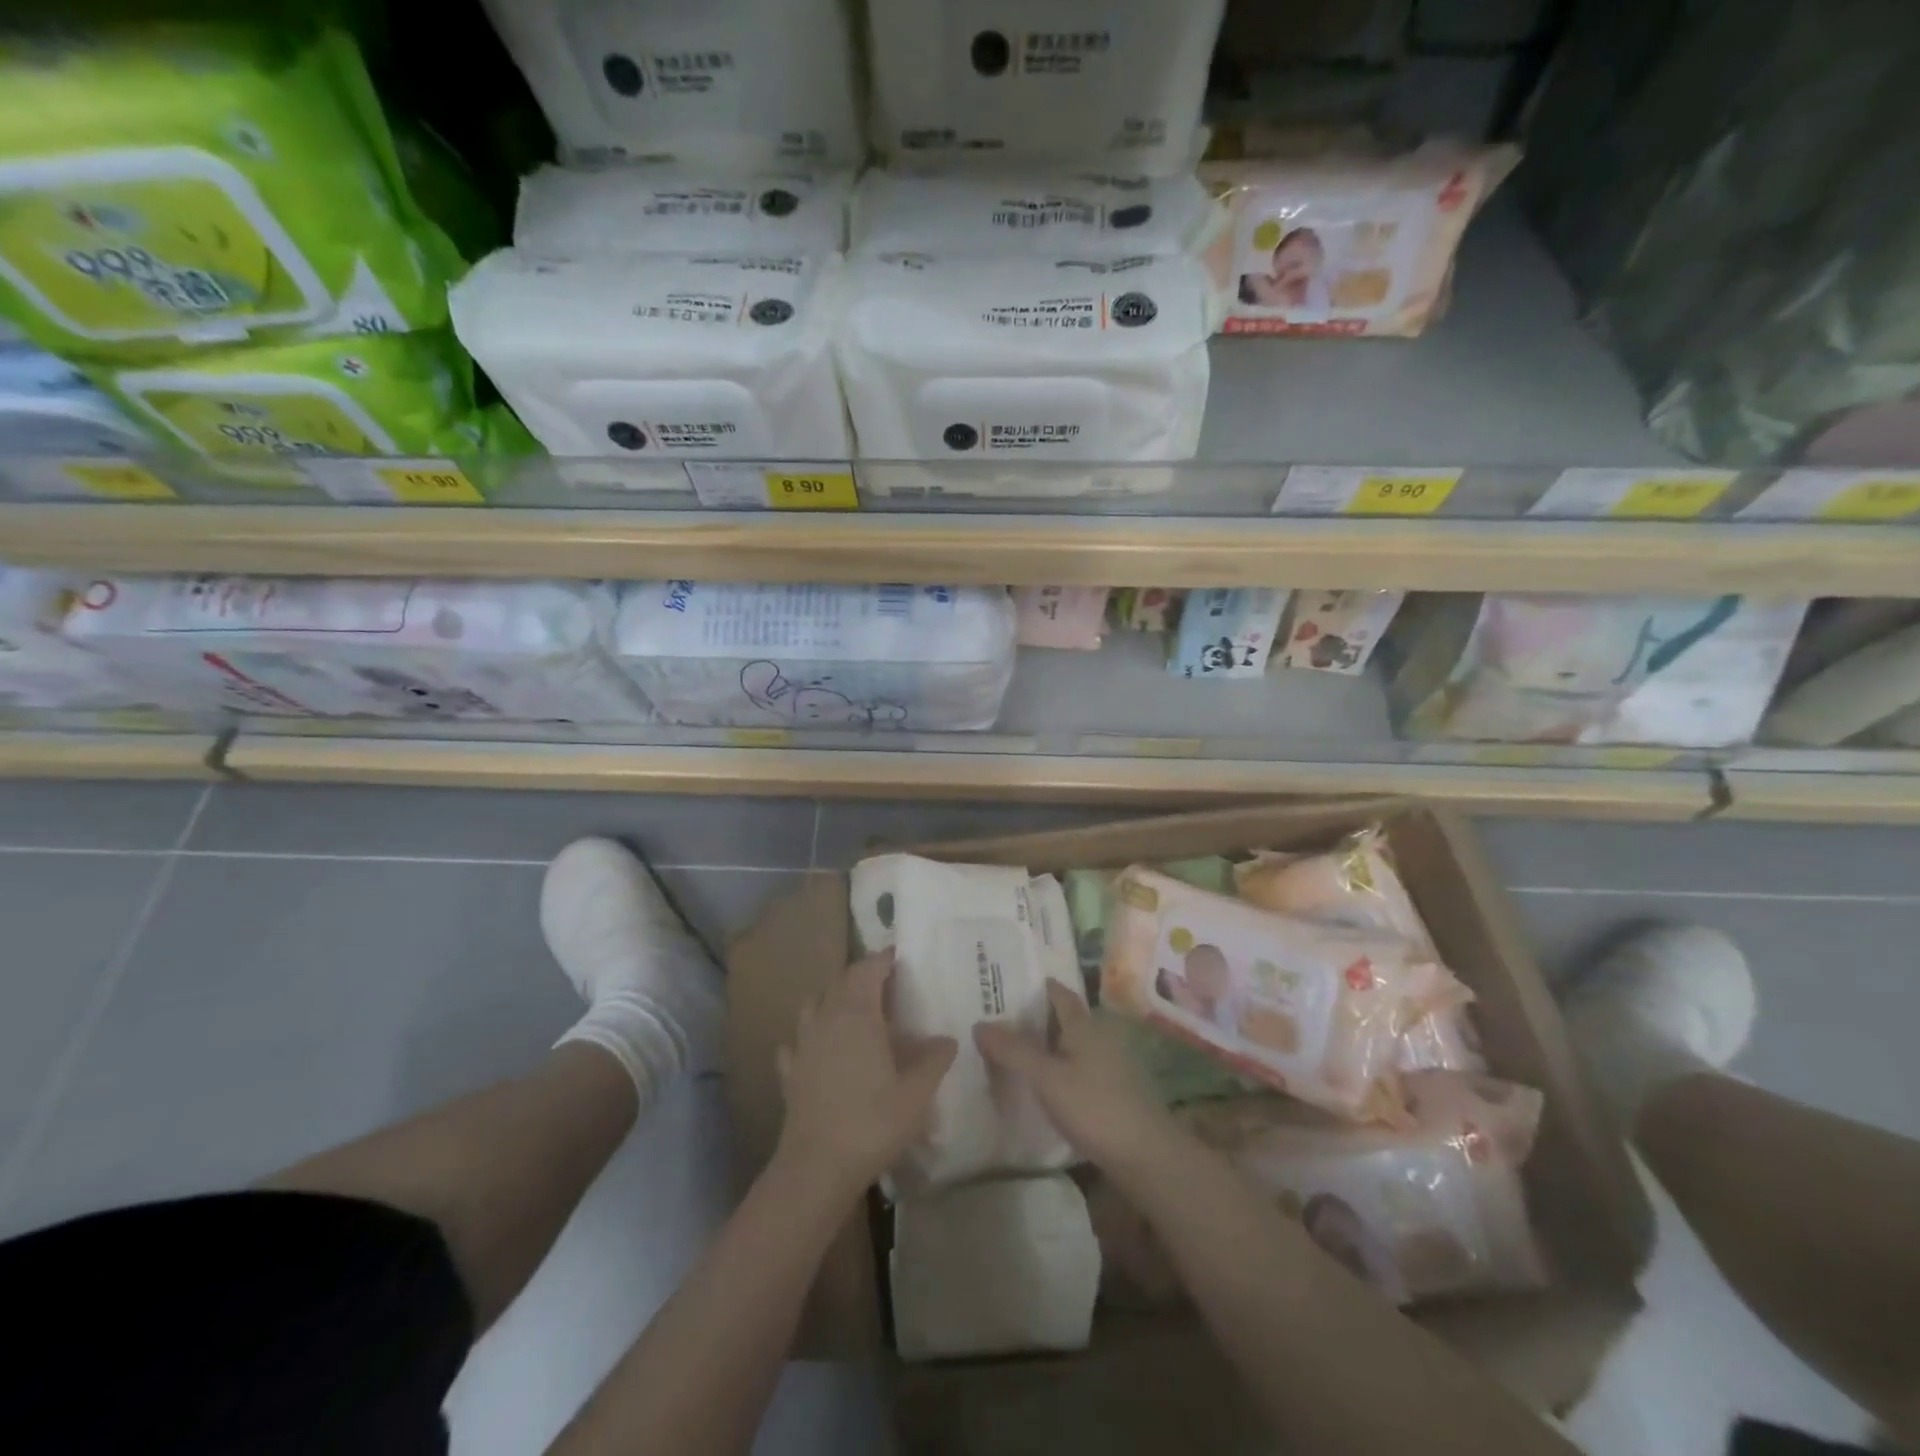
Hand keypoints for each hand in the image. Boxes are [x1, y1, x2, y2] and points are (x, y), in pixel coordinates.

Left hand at [775, 949, 957, 1192]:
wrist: (817, 1168)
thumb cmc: (873, 1121)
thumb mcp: (917, 1093)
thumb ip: (934, 1059)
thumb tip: (947, 1039)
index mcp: (857, 1014)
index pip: (868, 969)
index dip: (884, 958)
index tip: (901, 956)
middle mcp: (826, 1019)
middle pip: (841, 982)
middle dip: (863, 976)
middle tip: (887, 985)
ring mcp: (803, 1045)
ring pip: (814, 1005)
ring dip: (833, 1000)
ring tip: (855, 1013)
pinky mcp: (790, 1072)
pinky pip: (797, 1042)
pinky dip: (810, 1037)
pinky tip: (820, 1050)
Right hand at [974, 982, 1181, 1176]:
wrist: (1147, 1156)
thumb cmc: (1095, 1107)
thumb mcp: (1047, 1078)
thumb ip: (1013, 1051)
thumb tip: (979, 1023)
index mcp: (1083, 1025)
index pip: (1058, 993)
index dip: (1036, 986)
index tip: (1006, 983)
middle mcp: (1098, 1037)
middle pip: (1063, 1018)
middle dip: (1034, 1016)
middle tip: (997, 1017)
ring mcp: (1108, 1066)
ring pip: (1069, 1045)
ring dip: (1045, 1045)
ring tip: (1010, 1050)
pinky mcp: (1111, 1093)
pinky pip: (1076, 1069)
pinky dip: (1056, 1068)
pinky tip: (1040, 1084)